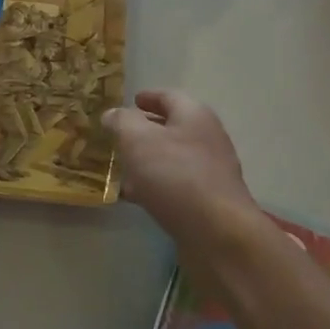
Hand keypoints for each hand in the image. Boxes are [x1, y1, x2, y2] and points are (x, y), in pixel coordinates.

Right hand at [103, 91, 257, 247]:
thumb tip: (113, 114)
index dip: (148, 97)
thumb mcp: (138, 140)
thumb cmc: (175, 175)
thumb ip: (122, 122)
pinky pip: (175, 184)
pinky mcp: (207, 200)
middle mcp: (207, 138)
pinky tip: (135, 196)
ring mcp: (210, 171)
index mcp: (194, 116)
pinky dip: (155, 184)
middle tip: (119, 135)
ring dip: (148, 160)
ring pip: (172, 158)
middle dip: (145, 130)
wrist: (216, 232)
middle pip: (173, 127)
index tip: (131, 100)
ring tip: (121, 166)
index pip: (169, 97)